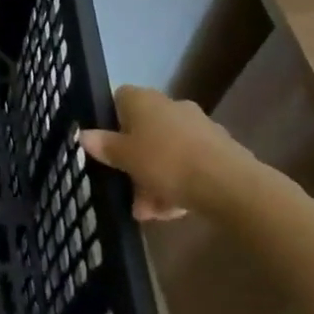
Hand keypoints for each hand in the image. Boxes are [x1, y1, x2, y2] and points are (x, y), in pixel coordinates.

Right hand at [80, 86, 254, 220]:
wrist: (230, 184)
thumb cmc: (166, 162)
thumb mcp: (125, 158)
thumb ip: (104, 146)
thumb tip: (83, 135)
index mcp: (143, 99)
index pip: (119, 100)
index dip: (112, 124)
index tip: (110, 150)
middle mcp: (169, 105)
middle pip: (144, 130)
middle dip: (136, 162)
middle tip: (131, 193)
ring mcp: (197, 126)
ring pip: (167, 150)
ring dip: (156, 178)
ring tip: (153, 214)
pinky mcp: (220, 148)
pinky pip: (190, 162)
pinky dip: (181, 182)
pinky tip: (177, 210)